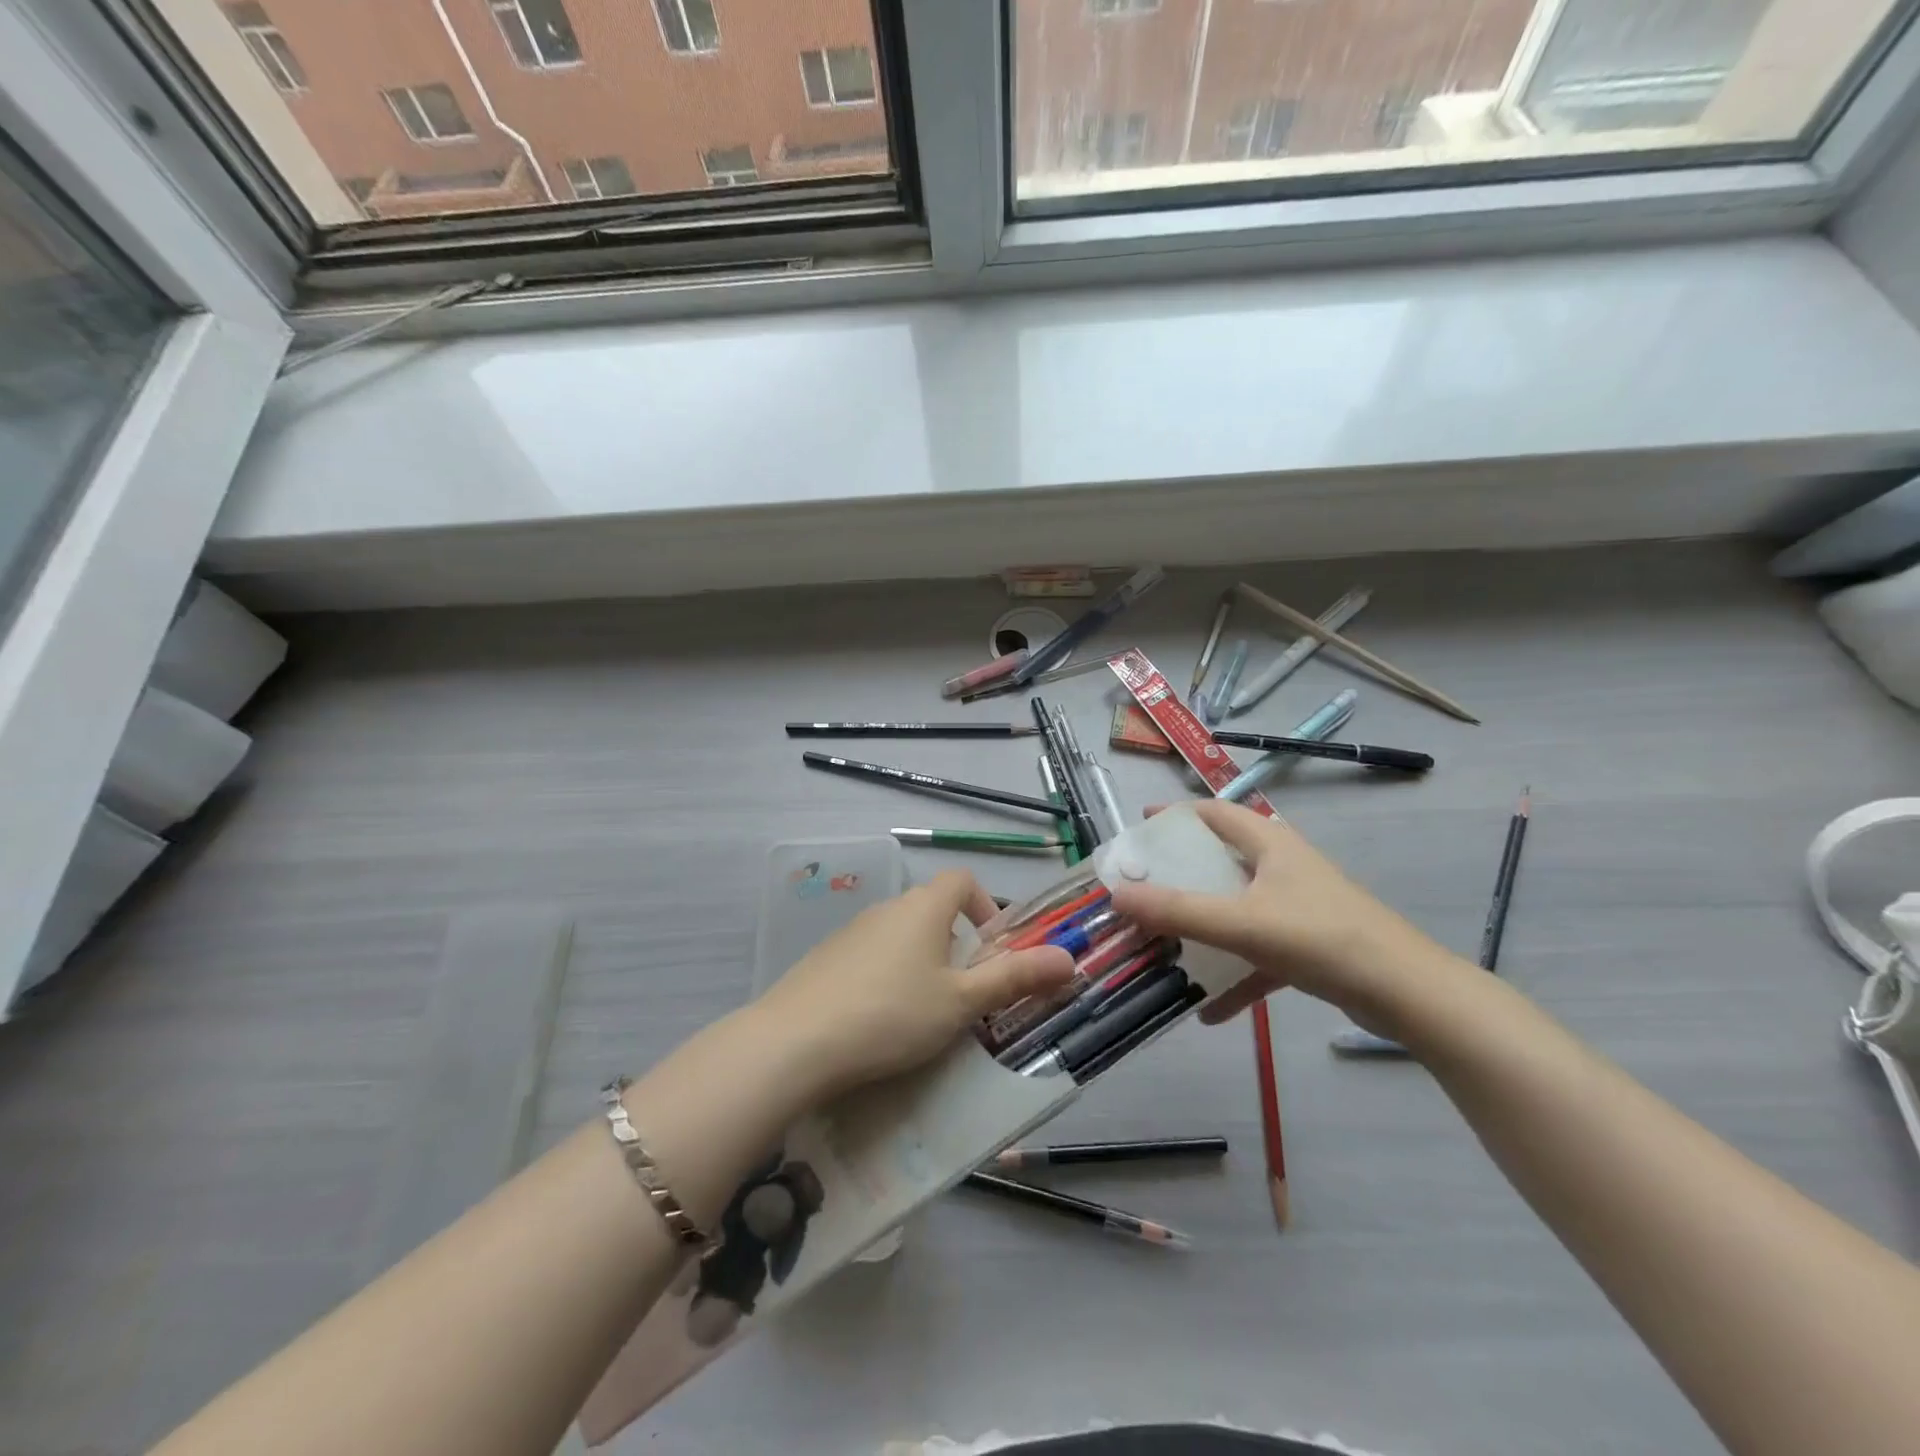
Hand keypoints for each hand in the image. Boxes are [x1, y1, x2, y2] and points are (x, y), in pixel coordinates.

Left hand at [756, 871, 1074, 1100]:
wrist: (795, 1043)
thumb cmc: (892, 1014)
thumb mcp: (962, 1001)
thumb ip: (1015, 978)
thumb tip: (1070, 959)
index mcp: (923, 906)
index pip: (962, 880)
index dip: (985, 906)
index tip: (991, 950)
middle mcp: (887, 907)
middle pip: (932, 909)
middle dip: (955, 944)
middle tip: (964, 994)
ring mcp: (850, 931)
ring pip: (900, 935)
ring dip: (920, 962)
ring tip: (923, 1014)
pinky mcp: (824, 958)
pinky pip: (869, 957)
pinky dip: (885, 976)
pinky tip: (878, 1021)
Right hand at [1109, 799, 1450, 1030]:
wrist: (1407, 995)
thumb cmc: (1321, 938)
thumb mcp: (1242, 923)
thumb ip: (1178, 911)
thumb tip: (1117, 896)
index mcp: (1269, 844)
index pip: (1213, 812)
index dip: (1174, 816)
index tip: (1138, 830)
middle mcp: (1281, 867)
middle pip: (1220, 860)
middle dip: (1179, 875)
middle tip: (1141, 890)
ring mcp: (1296, 907)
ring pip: (1236, 908)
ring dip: (1202, 925)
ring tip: (1163, 942)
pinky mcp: (1307, 945)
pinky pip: (1256, 952)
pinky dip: (1233, 973)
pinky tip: (1207, 1009)